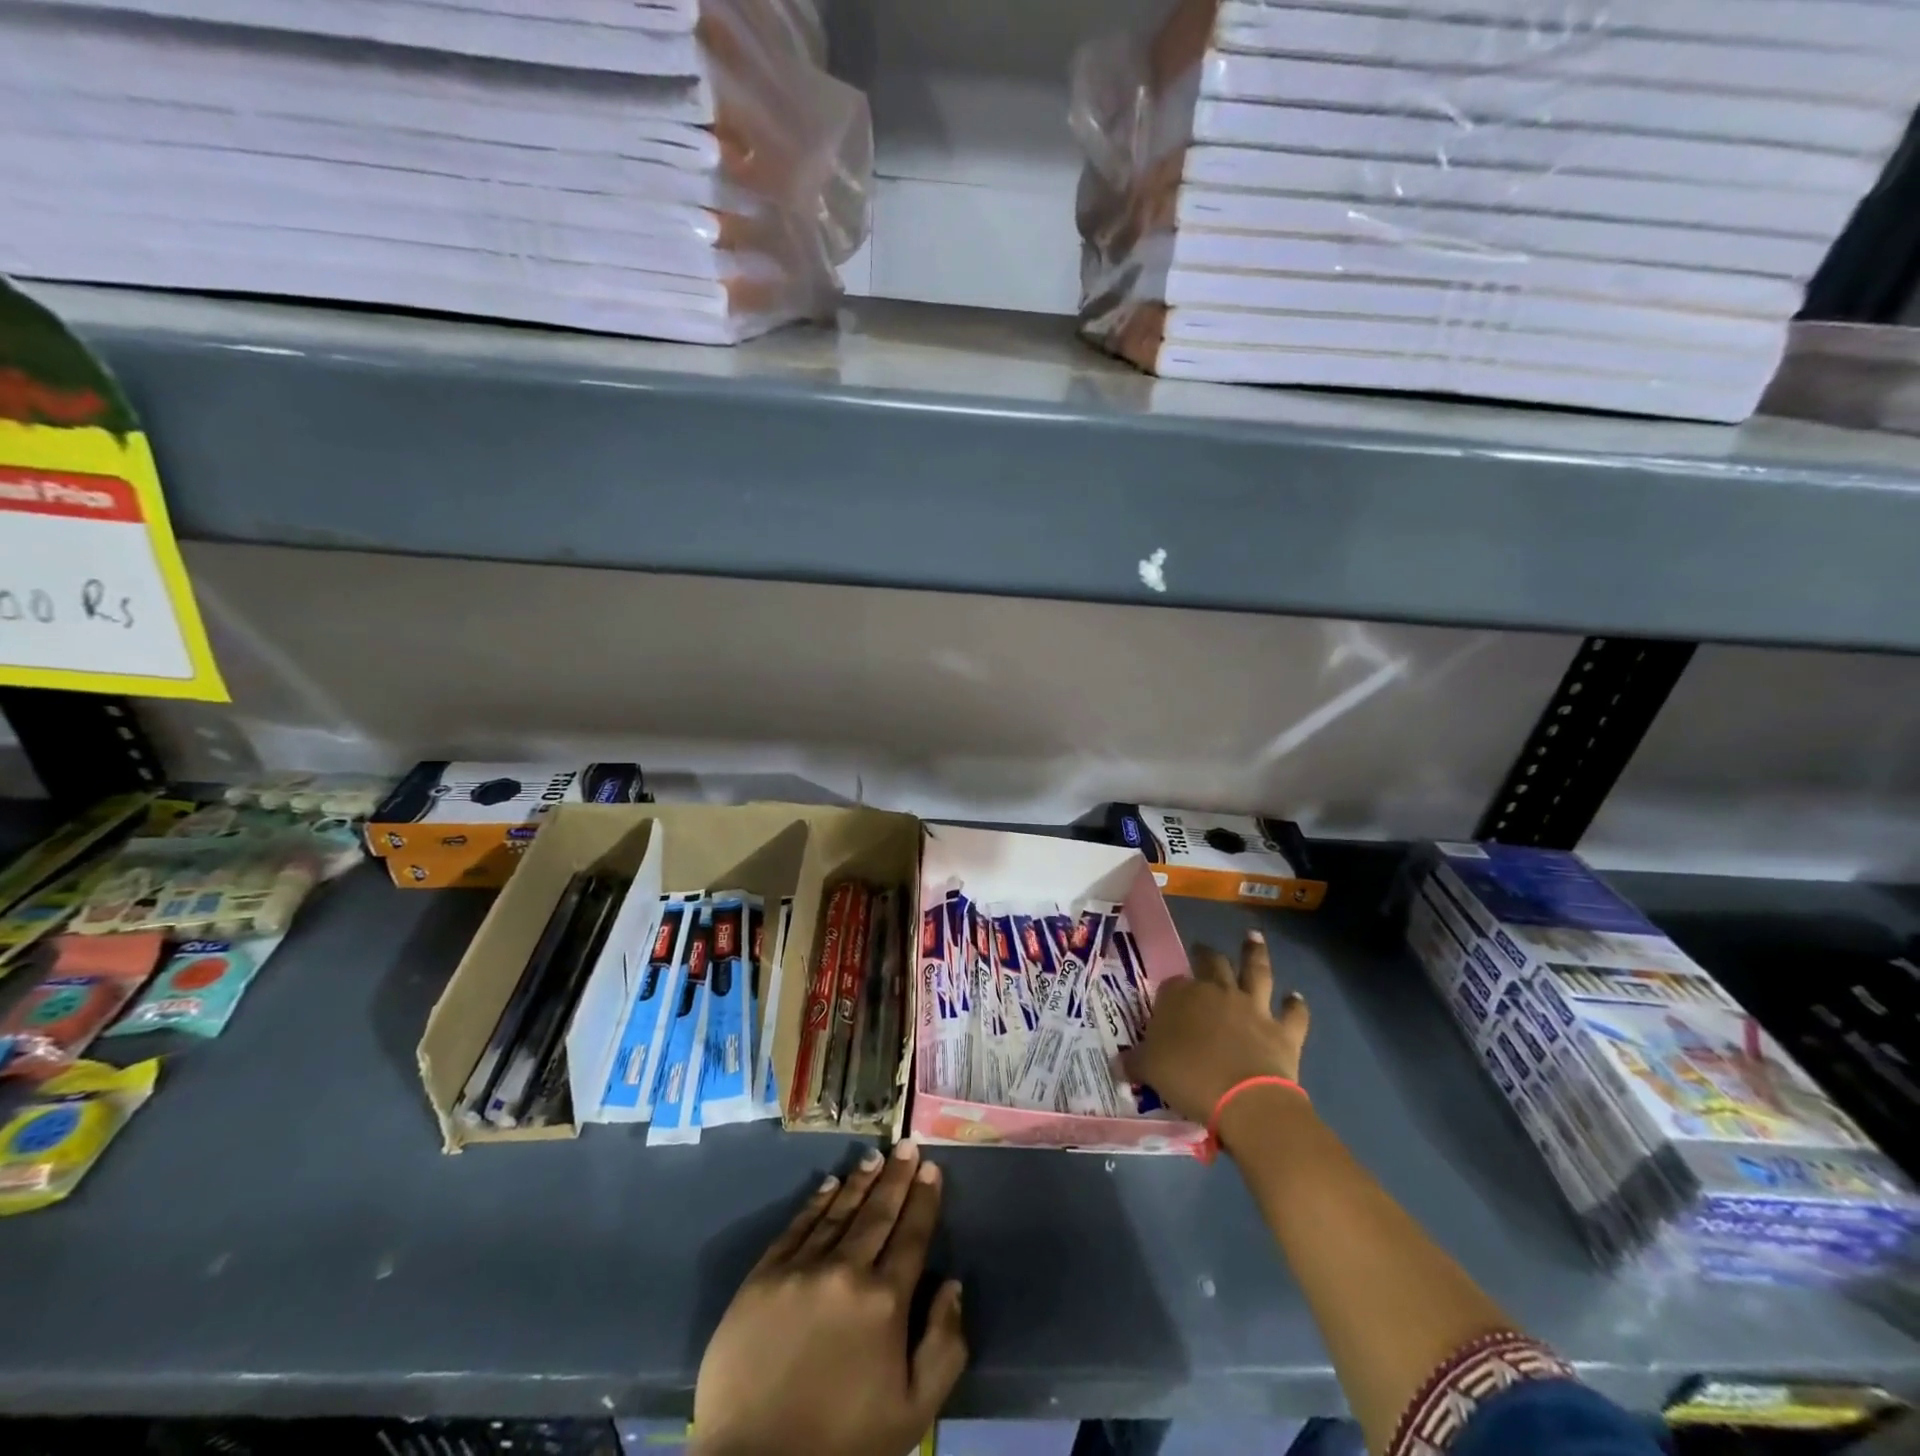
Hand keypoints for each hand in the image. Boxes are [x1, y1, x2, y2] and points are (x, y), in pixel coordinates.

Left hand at [691, 1140, 966, 1455]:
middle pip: (878, 1213)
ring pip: (838, 1211)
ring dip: (859, 1181)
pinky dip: (815, 1203)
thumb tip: (953, 1285)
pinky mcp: (763, 1276)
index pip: (912, 1235)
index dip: (924, 1199)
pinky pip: (797, 1227)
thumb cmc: (843, 1446)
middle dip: (897, 1177)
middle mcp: (845, 1270)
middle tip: (907, 1145)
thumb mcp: (912, 1414)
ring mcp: (800, 1269)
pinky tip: (828, 1185)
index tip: (932, 1168)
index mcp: (885, 1301)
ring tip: (875, 1157)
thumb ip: (943, 1347)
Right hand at [1122, 930, 1309, 1124]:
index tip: (1167, 997)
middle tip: (1203, 949)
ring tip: (1254, 937)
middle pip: (1212, 963)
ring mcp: (1253, 1007)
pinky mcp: (1283, 1029)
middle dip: (1206, 955)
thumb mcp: (1149, 1070)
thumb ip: (1134, 1062)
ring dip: (1255, 953)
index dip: (1170, 990)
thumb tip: (1117, 1064)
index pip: (1172, 984)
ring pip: (1255, 971)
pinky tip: (1296, 997)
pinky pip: (1293, 1013)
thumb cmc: (1189, 1079)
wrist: (1245, 1100)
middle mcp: (1217, 992)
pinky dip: (1296, 1005)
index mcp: (1181, 996)